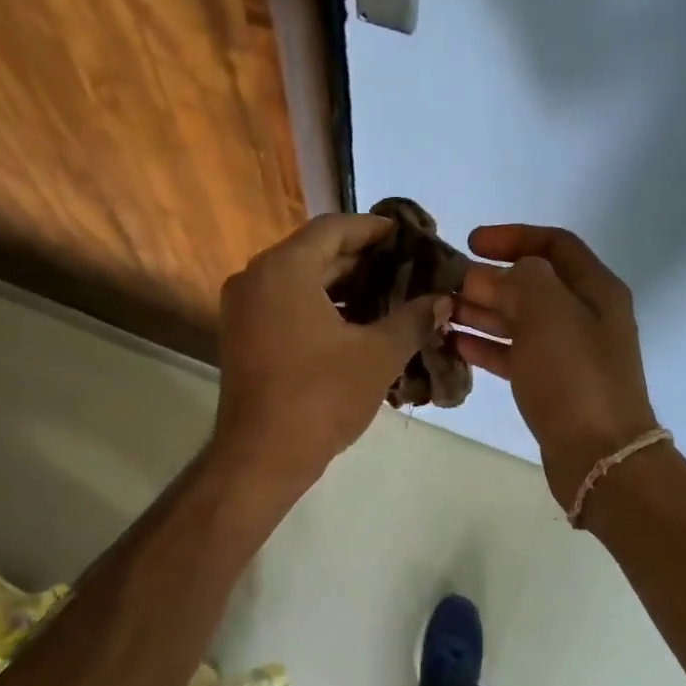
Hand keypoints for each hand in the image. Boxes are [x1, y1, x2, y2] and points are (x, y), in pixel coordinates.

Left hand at [213, 214, 447, 488]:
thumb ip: (413, 319)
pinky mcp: (243, 336)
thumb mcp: (378, 355)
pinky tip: (358, 323)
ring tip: (390, 294)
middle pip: (315, 252)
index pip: (334, 228)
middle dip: (363, 259)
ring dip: (344, 285)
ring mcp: (244, 309)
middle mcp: (255, 278)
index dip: (374, 229)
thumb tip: (443, 301)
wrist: (262, 457)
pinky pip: (286, 304)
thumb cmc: (321, 397)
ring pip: (300, 280)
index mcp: (284, 269)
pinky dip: (321, 306)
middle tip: (407, 267)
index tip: (408, 235)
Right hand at [453, 224, 658, 509]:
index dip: (513, 237)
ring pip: (518, 320)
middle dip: (488, 279)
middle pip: (531, 284)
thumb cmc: (574, 376)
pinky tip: (453, 343)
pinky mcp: (551, 385)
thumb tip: (494, 276)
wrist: (599, 456)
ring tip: (439, 311)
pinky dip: (485, 346)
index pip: (554, 244)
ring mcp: (568, 353)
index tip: (471, 242)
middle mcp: (584, 316)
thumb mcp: (548, 312)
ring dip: (480, 311)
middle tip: (444, 282)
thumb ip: (520, 279)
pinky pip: (513, 354)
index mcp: (595, 290)